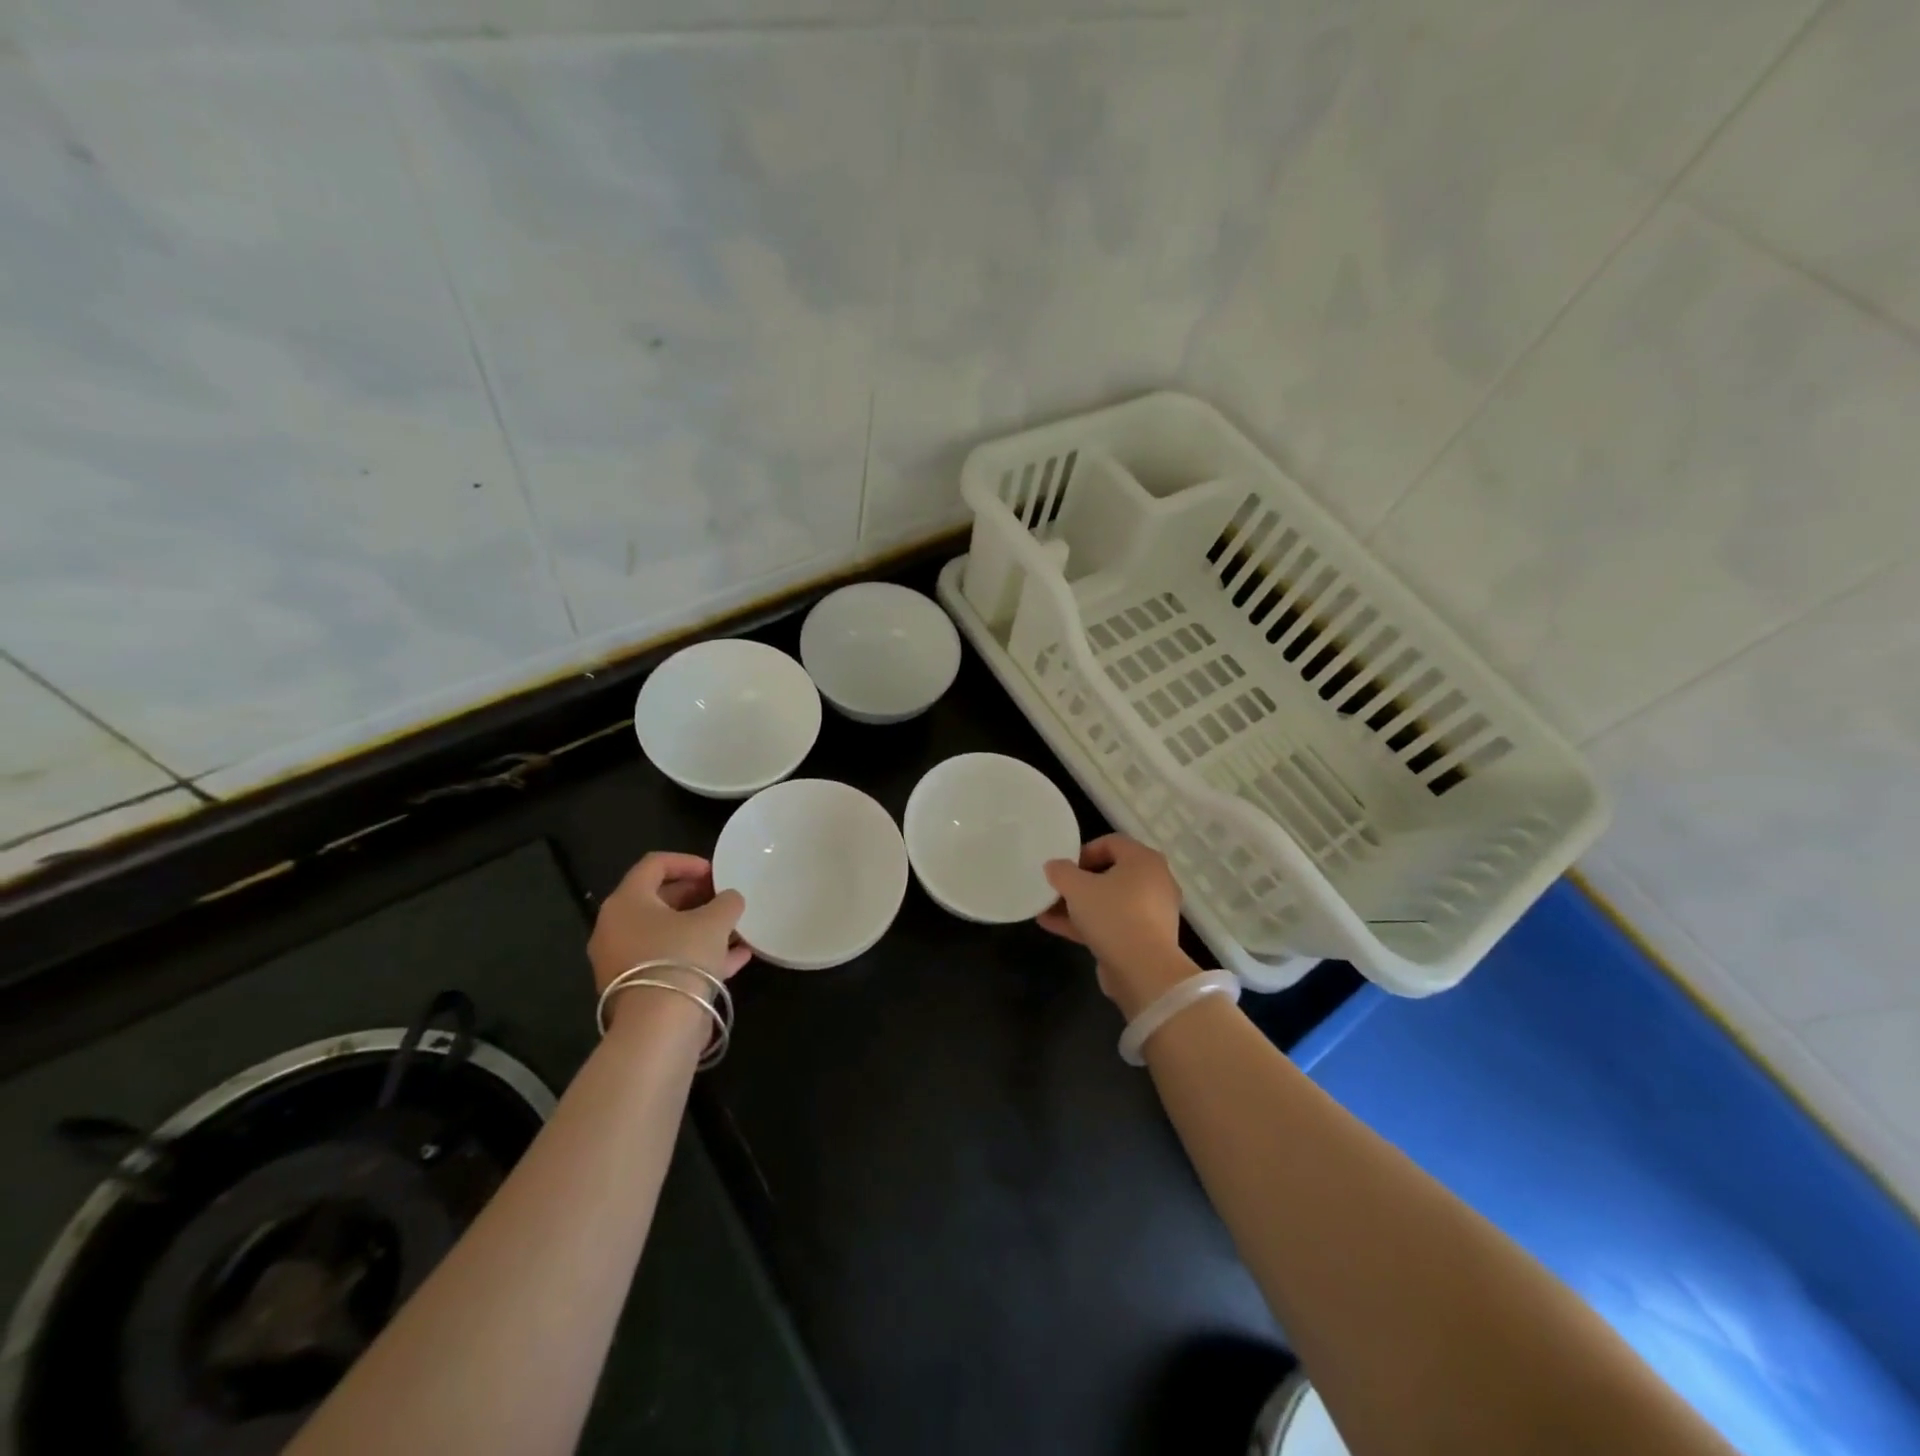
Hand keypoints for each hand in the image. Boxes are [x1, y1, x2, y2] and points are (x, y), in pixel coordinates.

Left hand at [588, 853, 749, 1013]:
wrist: (658, 1027)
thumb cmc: (682, 957)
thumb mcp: (715, 921)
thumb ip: (726, 901)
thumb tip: (729, 898)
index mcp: (627, 902)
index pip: (654, 865)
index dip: (687, 862)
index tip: (716, 872)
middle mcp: (615, 928)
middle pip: (658, 900)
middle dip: (696, 896)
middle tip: (724, 898)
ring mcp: (622, 961)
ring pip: (666, 934)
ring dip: (700, 927)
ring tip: (735, 928)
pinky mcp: (635, 989)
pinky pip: (669, 961)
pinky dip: (697, 955)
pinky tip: (736, 958)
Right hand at [1038, 835, 1195, 1017]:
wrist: (1144, 971)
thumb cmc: (1113, 915)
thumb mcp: (1077, 888)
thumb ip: (1061, 871)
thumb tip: (1054, 866)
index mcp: (1144, 860)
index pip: (1111, 842)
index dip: (1083, 851)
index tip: (1064, 868)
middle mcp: (1154, 881)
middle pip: (1110, 873)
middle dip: (1078, 882)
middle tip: (1056, 889)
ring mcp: (1152, 912)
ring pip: (1109, 901)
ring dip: (1078, 904)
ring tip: (1046, 909)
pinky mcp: (1145, 938)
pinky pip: (1113, 922)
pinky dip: (1088, 923)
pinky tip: (1055, 926)